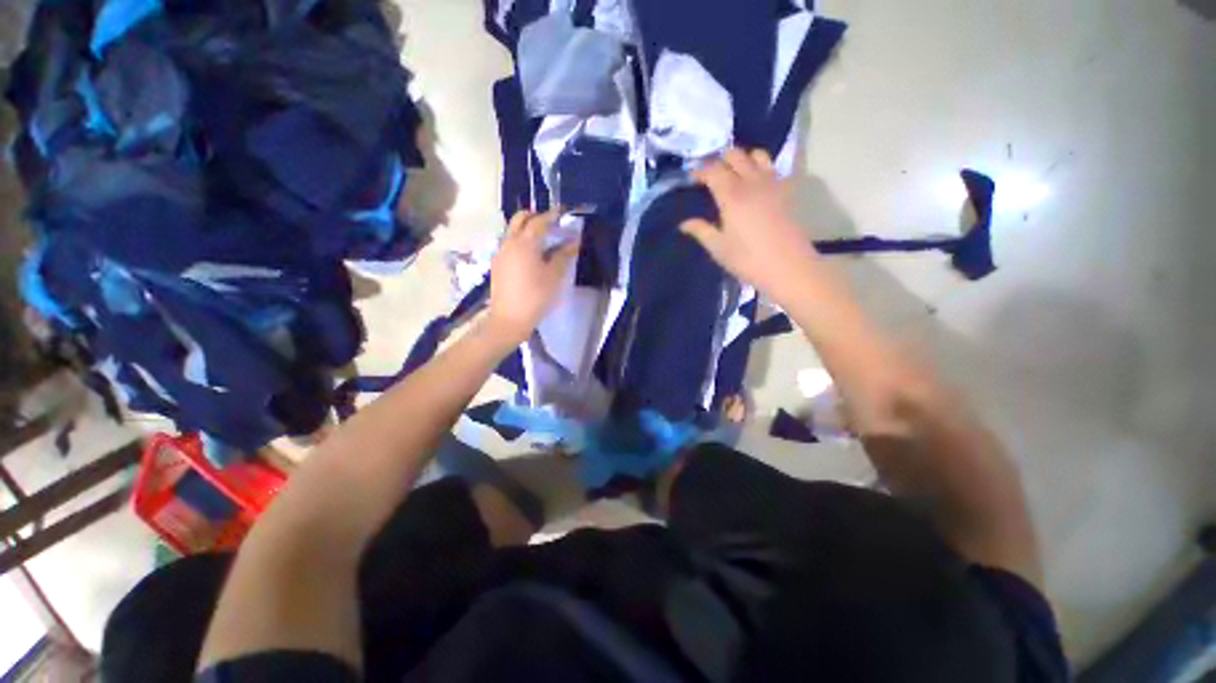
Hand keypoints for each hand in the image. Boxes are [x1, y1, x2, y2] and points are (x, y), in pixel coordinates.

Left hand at [486, 210, 579, 345]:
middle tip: (552, 224)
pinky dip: (521, 240)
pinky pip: (509, 243)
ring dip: (527, 228)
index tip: (564, 211)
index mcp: (525, 243)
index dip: (553, 215)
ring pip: (513, 230)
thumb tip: (574, 240)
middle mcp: (509, 242)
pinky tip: (531, 255)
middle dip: (536, 216)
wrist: (509, 319)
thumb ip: (564, 255)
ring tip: (544, 240)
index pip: (540, 221)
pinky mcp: (497, 263)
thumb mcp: (554, 276)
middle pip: (520, 218)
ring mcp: (500, 252)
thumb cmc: (536, 297)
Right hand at [681, 149, 821, 300]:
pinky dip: (760, 167)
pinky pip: (772, 168)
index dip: (700, 171)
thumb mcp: (718, 248)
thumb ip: (701, 231)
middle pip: (735, 155)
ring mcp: (773, 184)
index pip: (713, 170)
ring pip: (757, 155)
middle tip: (711, 175)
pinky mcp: (787, 191)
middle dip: (720, 160)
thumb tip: (684, 223)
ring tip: (733, 174)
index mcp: (732, 196)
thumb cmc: (748, 260)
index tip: (692, 178)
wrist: (789, 267)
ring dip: (742, 159)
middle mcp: (752, 182)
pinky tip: (755, 184)